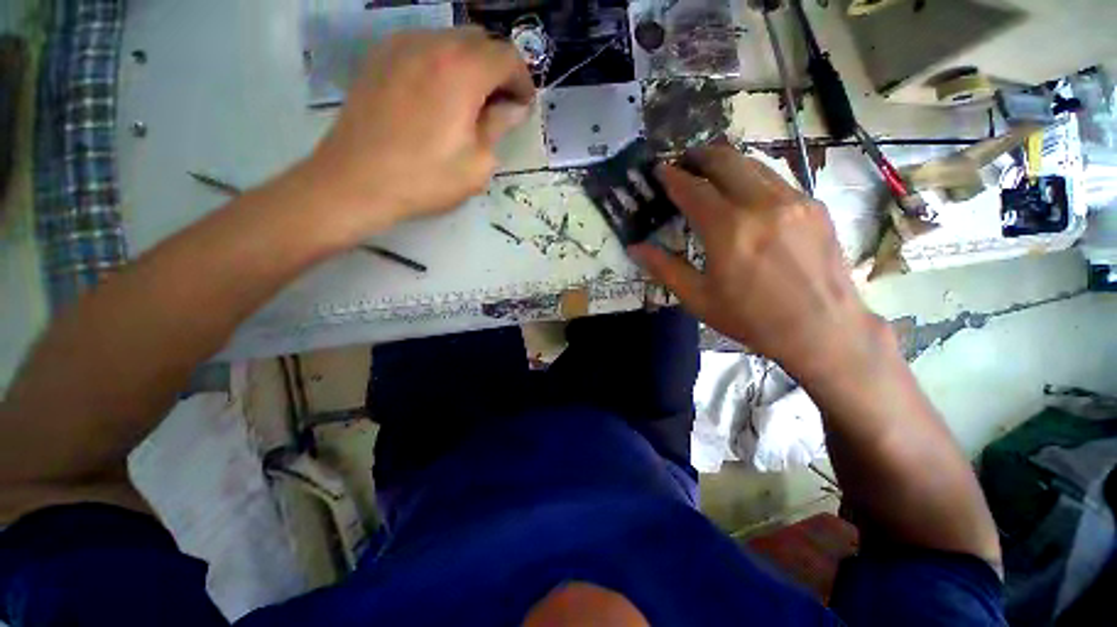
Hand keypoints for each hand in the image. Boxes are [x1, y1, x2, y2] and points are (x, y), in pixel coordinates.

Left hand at [303, 28, 534, 240]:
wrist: (357, 180)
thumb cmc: (426, 178)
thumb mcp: (477, 164)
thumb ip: (499, 127)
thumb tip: (513, 108)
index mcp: (462, 71)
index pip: (507, 57)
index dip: (523, 81)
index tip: (523, 106)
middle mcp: (433, 44)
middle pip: (480, 40)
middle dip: (498, 69)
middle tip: (499, 104)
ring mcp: (401, 45)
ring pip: (451, 40)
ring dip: (470, 65)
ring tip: (470, 102)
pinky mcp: (380, 56)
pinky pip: (424, 46)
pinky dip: (442, 63)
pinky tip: (439, 95)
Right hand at [630, 144, 885, 382]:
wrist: (822, 330)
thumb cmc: (750, 318)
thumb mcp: (698, 298)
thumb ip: (664, 268)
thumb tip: (634, 248)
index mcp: (728, 230)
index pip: (692, 190)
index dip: (672, 177)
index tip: (660, 170)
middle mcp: (761, 205)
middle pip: (725, 162)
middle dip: (699, 156)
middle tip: (684, 160)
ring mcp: (793, 200)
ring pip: (753, 164)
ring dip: (727, 162)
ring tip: (711, 169)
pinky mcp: (814, 206)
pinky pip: (776, 179)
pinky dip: (753, 177)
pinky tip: (746, 192)